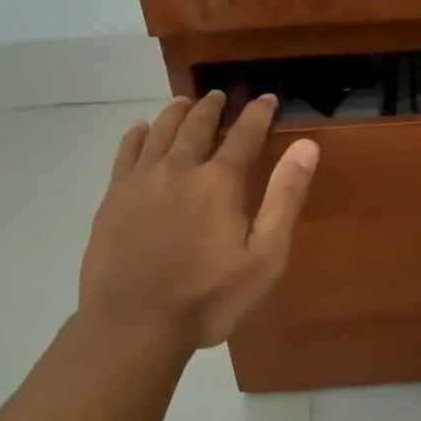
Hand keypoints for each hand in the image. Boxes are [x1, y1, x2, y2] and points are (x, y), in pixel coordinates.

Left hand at [79, 92, 319, 349]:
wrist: (134, 324)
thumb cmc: (208, 298)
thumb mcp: (264, 257)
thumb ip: (284, 198)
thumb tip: (307, 146)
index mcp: (219, 182)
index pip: (244, 134)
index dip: (258, 114)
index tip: (267, 98)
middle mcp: (179, 168)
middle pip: (197, 125)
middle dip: (213, 108)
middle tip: (221, 96)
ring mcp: (141, 181)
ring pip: (160, 131)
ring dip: (176, 113)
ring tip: (185, 102)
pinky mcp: (114, 197)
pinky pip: (126, 152)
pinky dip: (137, 135)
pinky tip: (141, 129)